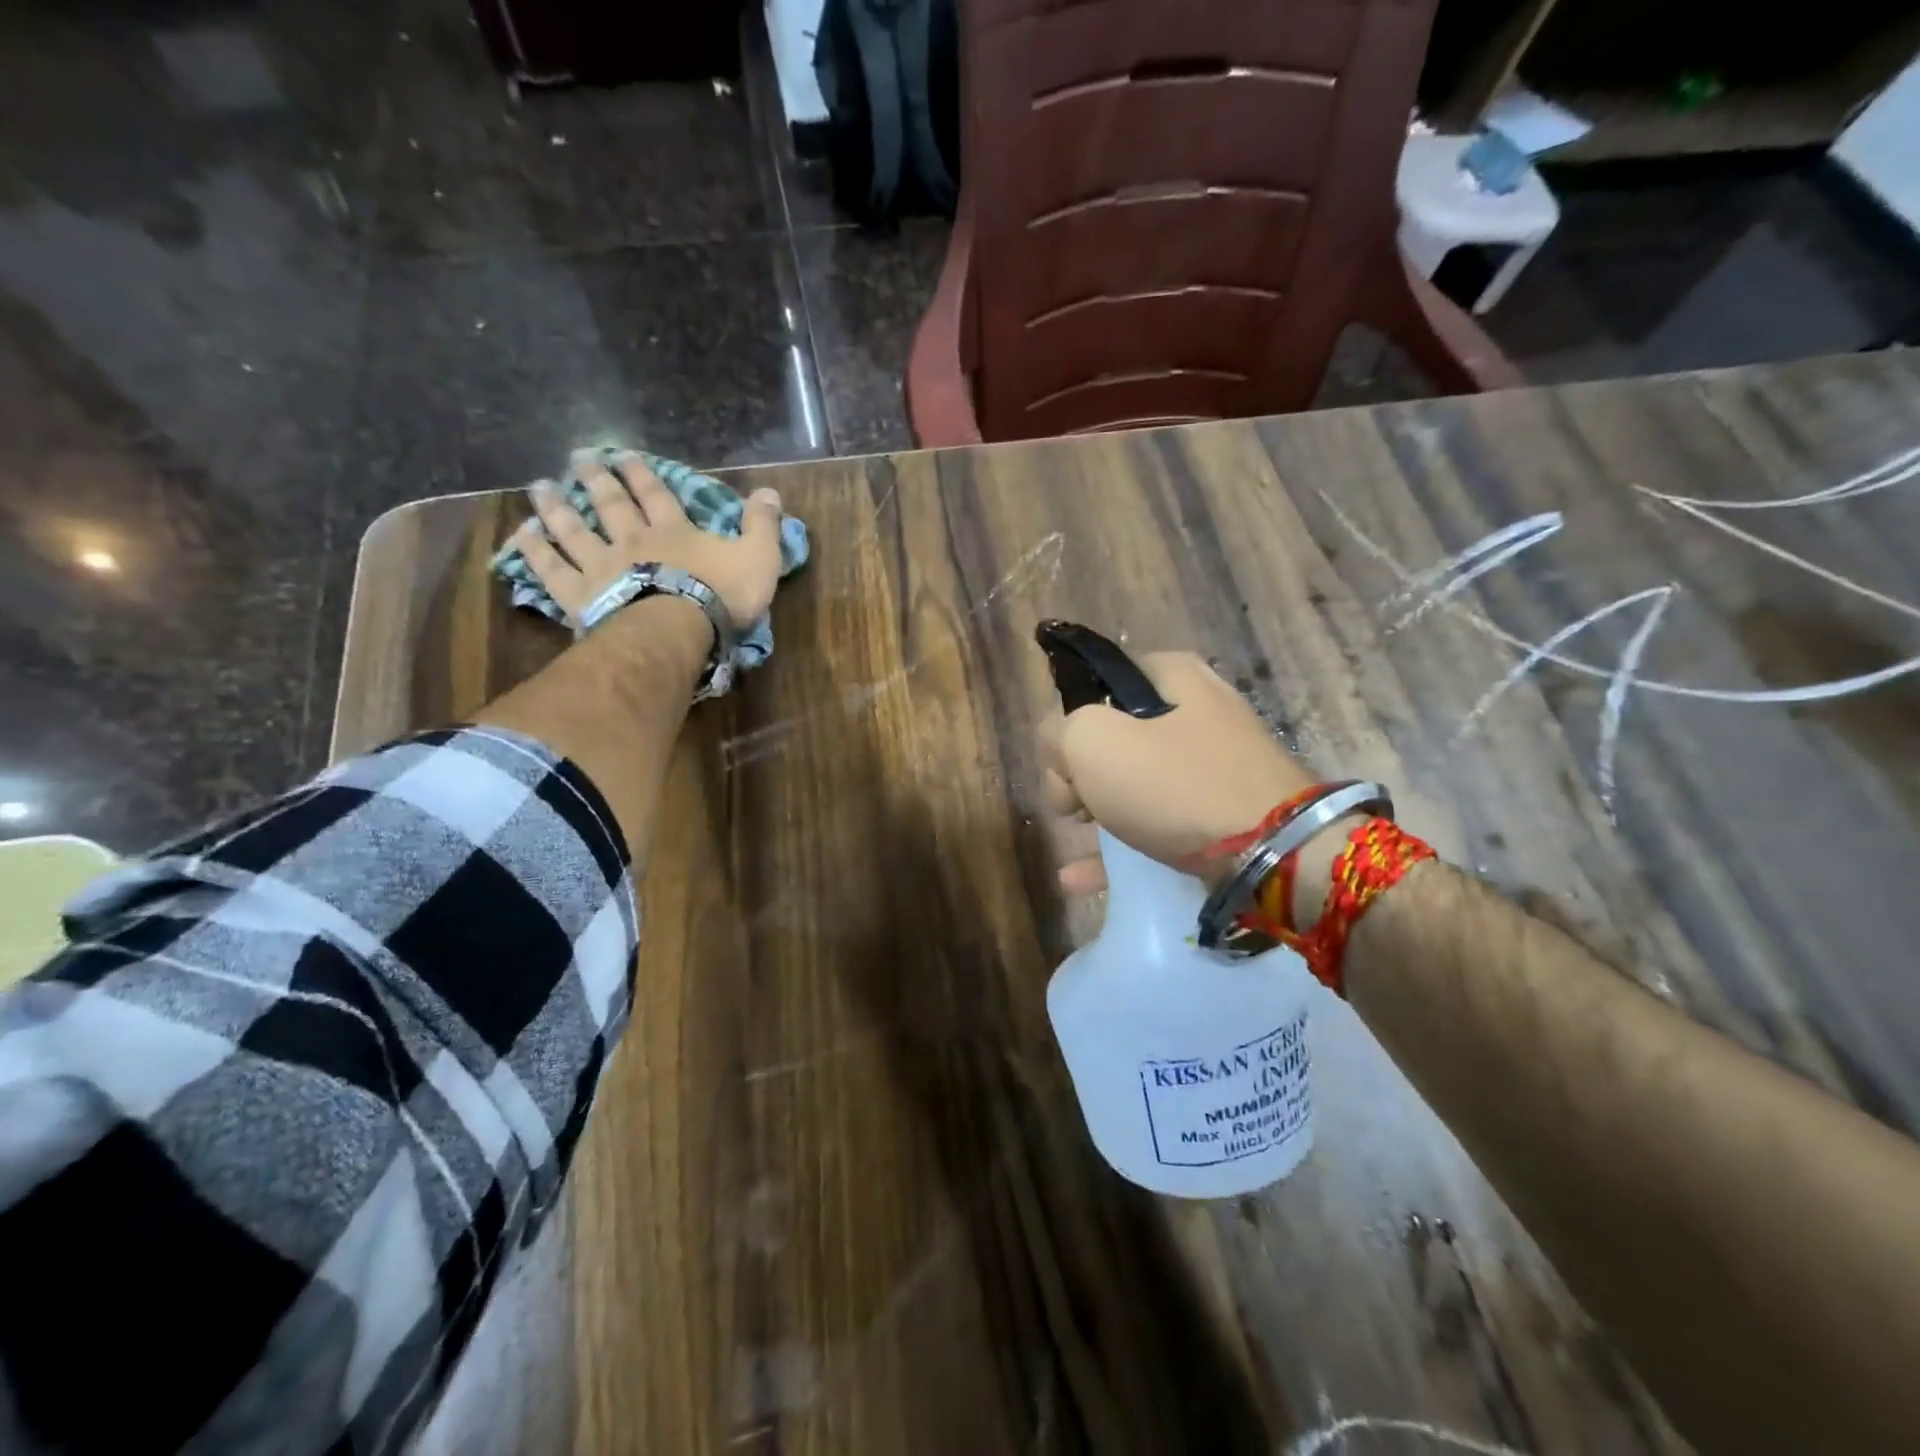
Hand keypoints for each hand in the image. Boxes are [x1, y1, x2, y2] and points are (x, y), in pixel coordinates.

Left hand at [510, 460, 785, 630]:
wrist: (677, 631)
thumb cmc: (721, 596)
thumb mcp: (759, 558)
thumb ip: (763, 526)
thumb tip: (770, 492)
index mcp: (674, 531)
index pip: (656, 494)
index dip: (641, 472)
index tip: (624, 454)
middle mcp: (632, 539)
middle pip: (610, 503)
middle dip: (596, 478)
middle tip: (577, 457)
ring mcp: (602, 565)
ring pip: (573, 529)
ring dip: (556, 507)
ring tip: (540, 487)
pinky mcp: (580, 595)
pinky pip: (551, 570)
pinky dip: (534, 551)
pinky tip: (521, 535)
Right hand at [1040, 652, 1314, 895]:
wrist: (1274, 854)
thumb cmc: (1175, 784)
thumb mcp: (1092, 742)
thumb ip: (1056, 733)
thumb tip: (1059, 750)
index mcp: (1173, 676)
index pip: (1098, 683)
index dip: (1068, 721)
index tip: (1059, 761)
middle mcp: (1198, 712)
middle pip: (1115, 736)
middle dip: (1078, 772)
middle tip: (1067, 803)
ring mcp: (1215, 767)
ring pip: (1135, 782)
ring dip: (1095, 809)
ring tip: (1072, 835)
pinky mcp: (1225, 815)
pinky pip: (1160, 824)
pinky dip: (1120, 847)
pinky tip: (1079, 878)